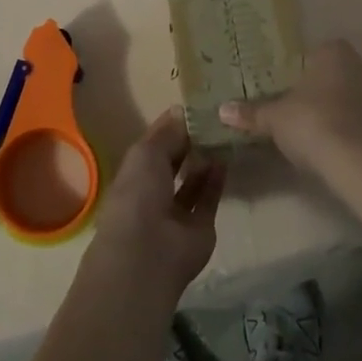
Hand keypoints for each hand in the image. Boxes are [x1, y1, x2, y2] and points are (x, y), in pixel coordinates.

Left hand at [89, 108, 224, 298]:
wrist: (148, 254)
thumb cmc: (138, 194)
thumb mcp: (147, 153)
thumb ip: (167, 133)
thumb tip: (181, 111)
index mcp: (135, 172)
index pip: (154, 144)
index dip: (171, 126)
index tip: (194, 106)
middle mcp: (154, 191)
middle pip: (175, 162)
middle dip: (190, 143)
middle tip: (214, 119)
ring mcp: (176, 212)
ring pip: (193, 181)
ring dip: (205, 161)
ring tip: (223, 135)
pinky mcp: (199, 227)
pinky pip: (209, 199)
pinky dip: (216, 181)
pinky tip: (226, 160)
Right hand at [218, 39, 361, 175]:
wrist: (356, 160)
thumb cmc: (311, 122)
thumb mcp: (274, 118)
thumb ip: (251, 113)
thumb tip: (222, 111)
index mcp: (334, 52)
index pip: (319, 51)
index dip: (304, 68)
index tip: (290, 86)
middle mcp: (361, 65)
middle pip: (338, 72)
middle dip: (323, 86)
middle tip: (300, 105)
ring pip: (353, 94)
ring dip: (340, 106)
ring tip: (316, 127)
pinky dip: (351, 126)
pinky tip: (333, 143)